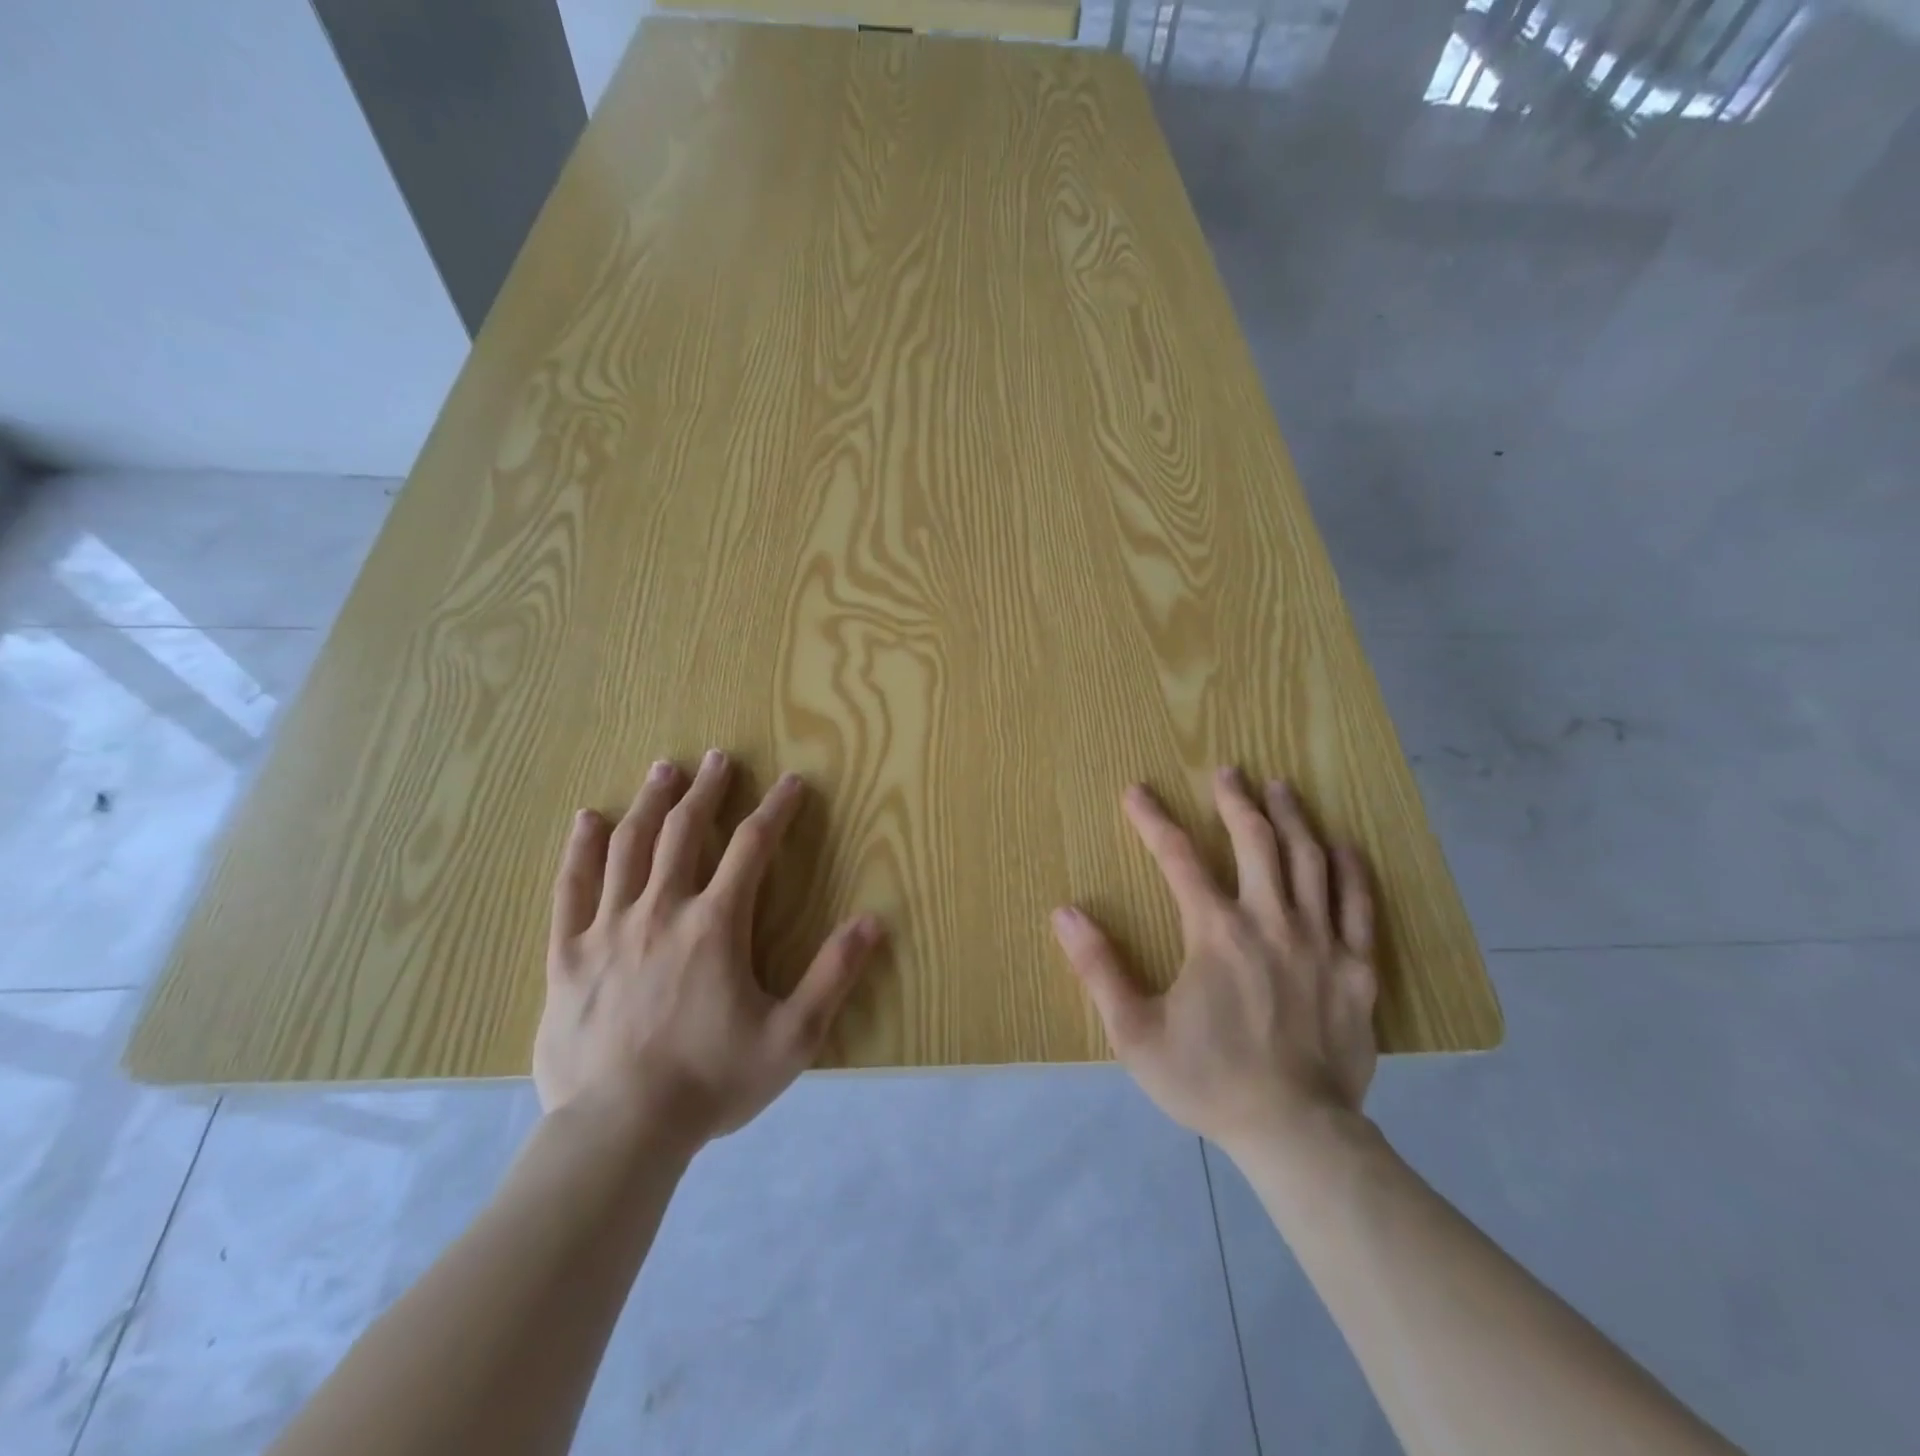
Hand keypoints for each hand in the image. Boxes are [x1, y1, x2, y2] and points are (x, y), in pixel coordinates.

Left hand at [534, 749, 883, 1150]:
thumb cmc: (711, 1082)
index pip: (753, 847)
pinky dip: (580, 850)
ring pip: (628, 848)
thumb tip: (873, 921)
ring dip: (649, 803)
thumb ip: (833, 976)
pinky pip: (571, 889)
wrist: (619, 1133)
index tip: (792, 783)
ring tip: (663, 770)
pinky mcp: (567, 956)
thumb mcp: (793, 1037)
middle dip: (707, 790)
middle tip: (718, 758)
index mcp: (715, 924)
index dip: (777, 809)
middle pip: (685, 832)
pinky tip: (587, 820)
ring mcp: (608, 930)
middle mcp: (661, 910)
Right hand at [1051, 768, 1378, 1153]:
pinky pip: (1358, 904)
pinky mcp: (1357, 968)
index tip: (1136, 792)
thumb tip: (1063, 913)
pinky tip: (1344, 845)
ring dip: (1292, 818)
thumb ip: (1098, 968)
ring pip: (1309, 860)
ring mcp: (1320, 941)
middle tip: (1227, 771)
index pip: (1179, 858)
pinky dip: (1351, 869)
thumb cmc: (1208, 1080)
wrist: (1295, 1133)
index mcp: (1215, 932)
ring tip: (1281, 787)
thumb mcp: (1135, 1032)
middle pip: (1256, 842)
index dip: (1153, 820)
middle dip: (1236, 800)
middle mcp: (1270, 921)